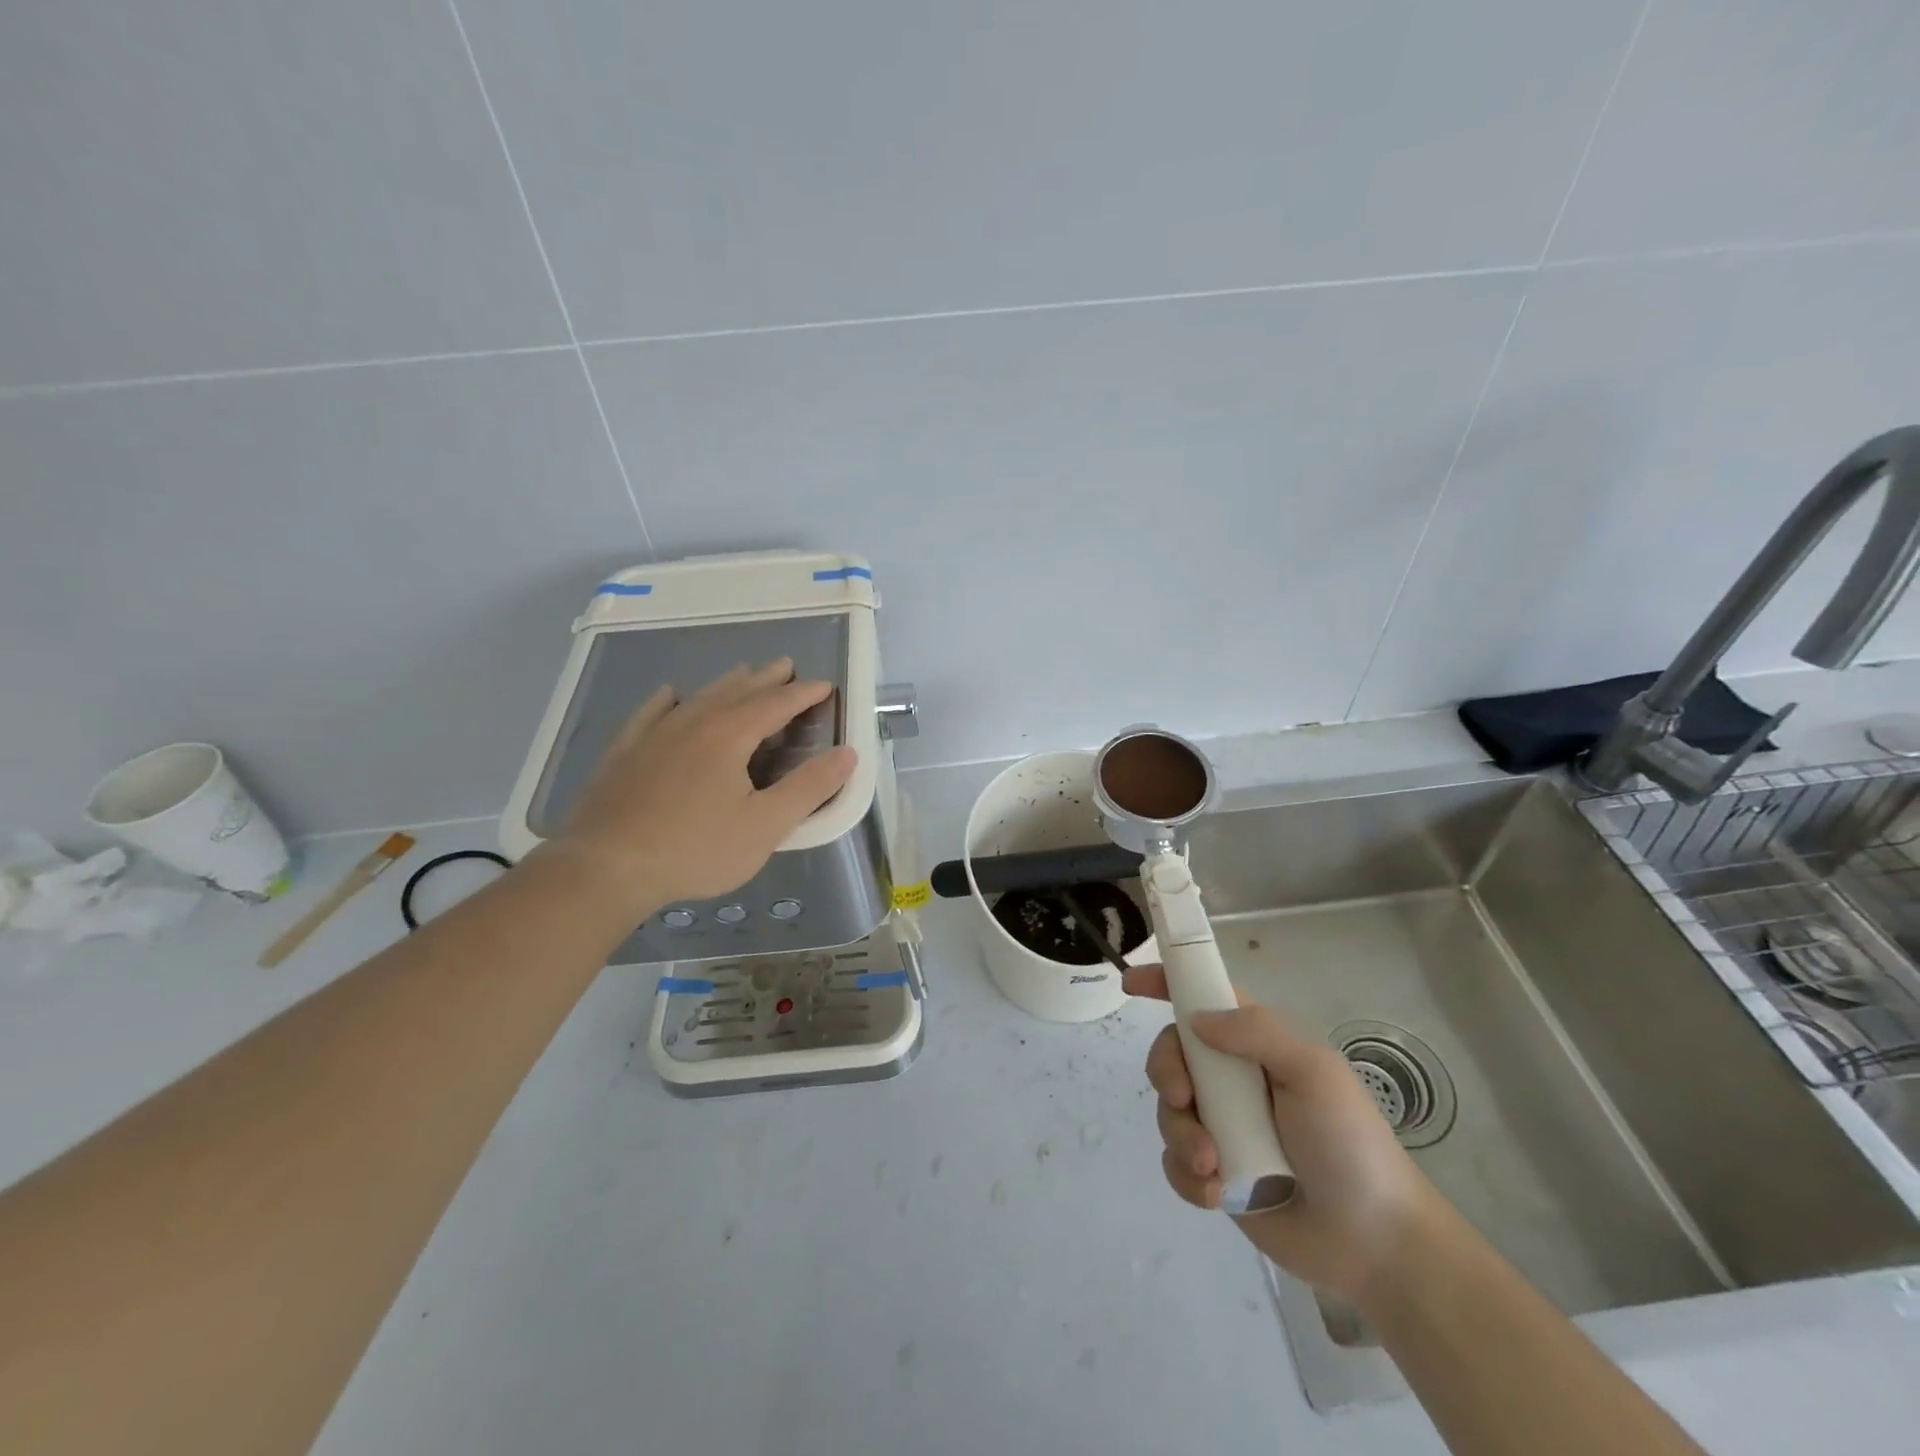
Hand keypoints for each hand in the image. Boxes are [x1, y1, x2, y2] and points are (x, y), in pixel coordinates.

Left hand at [557, 659, 856, 912]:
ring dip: (727, 684)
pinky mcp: (625, 754)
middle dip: (766, 679)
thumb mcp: (765, 825)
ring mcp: (654, 736)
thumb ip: (809, 788)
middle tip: (786, 665)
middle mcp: (693, 724)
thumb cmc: (695, 849)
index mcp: (730, 736)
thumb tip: (847, 754)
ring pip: (698, 698)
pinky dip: (668, 701)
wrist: (606, 867)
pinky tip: (670, 695)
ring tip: (743, 673)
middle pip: (737, 692)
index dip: (803, 694)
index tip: (825, 685)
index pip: (776, 704)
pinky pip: (650, 714)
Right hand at [1124, 968, 1442, 1307]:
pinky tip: (1215, 1194)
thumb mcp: (1313, 1072)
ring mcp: (1221, 1126)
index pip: (1203, 998)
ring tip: (1213, 1166)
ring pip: (1168, 1111)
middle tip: (1183, 1099)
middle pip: (1172, 1054)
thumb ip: (1257, 1033)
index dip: (1166, 983)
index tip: (1131, 983)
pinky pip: (1175, 1162)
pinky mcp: (1214, 1174)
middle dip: (1166, 1073)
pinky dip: (1186, 1175)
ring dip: (1182, 1135)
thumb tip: (1196, 1020)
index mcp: (1255, 1044)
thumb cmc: (1349, 1143)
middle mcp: (1232, 1079)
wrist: (1375, 1241)